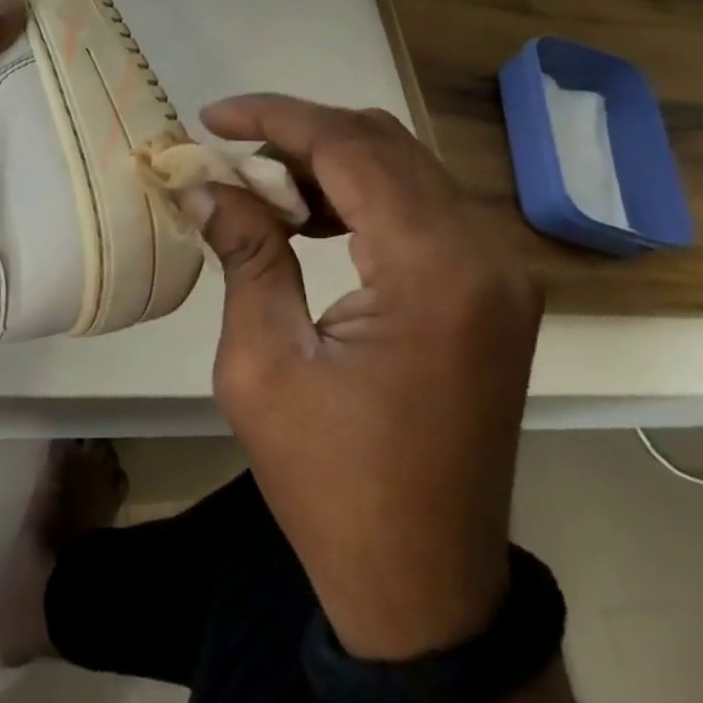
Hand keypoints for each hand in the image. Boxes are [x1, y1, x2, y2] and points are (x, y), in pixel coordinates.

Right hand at [194, 95, 543, 660]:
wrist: (422, 585)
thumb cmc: (330, 482)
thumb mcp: (263, 363)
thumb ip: (245, 254)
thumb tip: (205, 183)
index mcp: (434, 274)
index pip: (352, 148)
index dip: (276, 119)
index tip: (213, 117)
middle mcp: (485, 257)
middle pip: (386, 146)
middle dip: (300, 133)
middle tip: (229, 150)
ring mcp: (497, 276)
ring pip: (406, 171)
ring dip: (329, 162)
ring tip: (258, 183)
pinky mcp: (489, 295)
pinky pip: (420, 212)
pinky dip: (359, 196)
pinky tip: (307, 216)